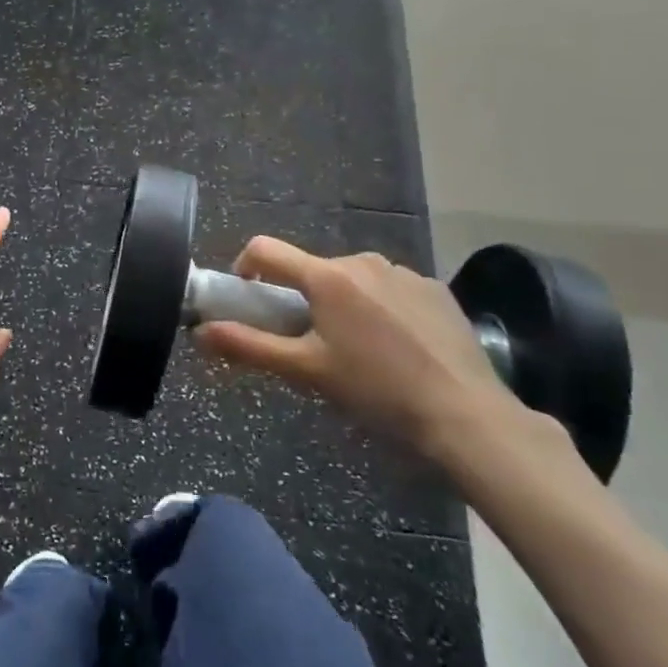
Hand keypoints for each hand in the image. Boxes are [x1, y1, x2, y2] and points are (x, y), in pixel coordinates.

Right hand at [195, 239, 522, 457]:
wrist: (467, 416)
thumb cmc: (376, 391)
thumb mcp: (306, 371)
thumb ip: (249, 346)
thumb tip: (200, 331)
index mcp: (327, 277)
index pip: (266, 250)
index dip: (245, 267)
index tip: (247, 296)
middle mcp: (363, 262)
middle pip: (312, 270)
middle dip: (302, 297)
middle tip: (310, 342)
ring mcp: (404, 273)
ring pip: (353, 280)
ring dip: (343, 303)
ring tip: (359, 350)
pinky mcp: (436, 290)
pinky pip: (391, 289)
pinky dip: (382, 309)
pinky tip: (399, 348)